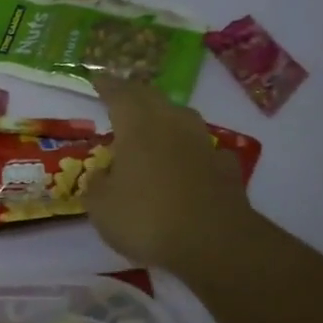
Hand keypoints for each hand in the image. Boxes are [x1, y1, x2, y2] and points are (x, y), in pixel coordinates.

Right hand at [85, 73, 261, 273]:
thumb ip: (97, 185)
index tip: (97, 80)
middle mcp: (171, 124)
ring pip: (182, 117)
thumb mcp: (102, 207)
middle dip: (135, 94)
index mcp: (137, 126)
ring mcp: (203, 144)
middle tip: (122, 97)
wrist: (213, 242)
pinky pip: (205, 150)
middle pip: (152, 98)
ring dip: (166, 117)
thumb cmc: (146, 217)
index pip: (119, 94)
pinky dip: (193, 151)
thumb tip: (101, 175)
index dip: (107, 86)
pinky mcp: (226, 168)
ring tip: (155, 125)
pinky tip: (191, 162)